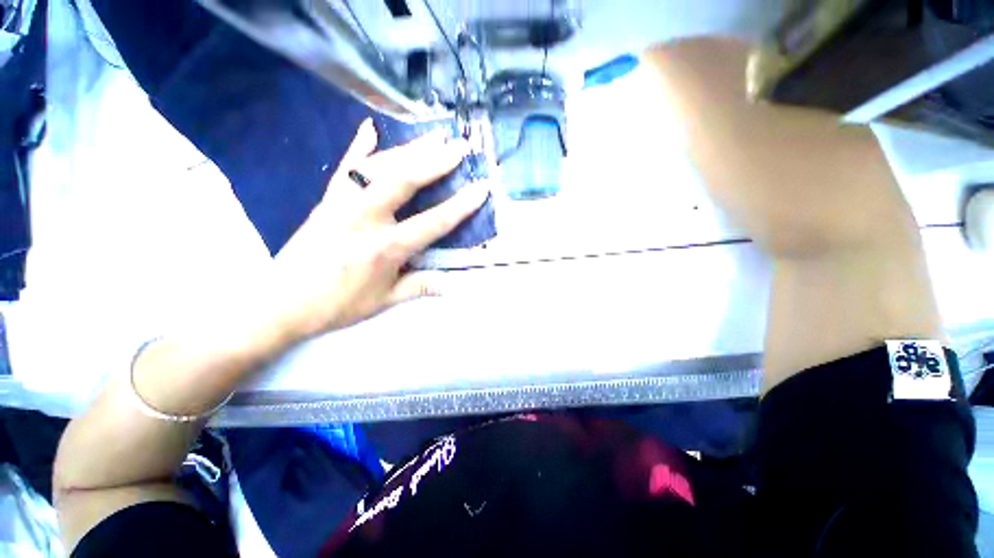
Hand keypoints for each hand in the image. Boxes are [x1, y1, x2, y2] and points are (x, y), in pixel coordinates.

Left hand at [272, 119, 489, 338]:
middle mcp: (365, 218)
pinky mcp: (326, 200)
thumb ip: (423, 286)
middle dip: (435, 162)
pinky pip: (344, 167)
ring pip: (378, 167)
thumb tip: (459, 287)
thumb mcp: (386, 300)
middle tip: (459, 146)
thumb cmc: (338, 304)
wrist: (281, 303)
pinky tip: (370, 127)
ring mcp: (342, 204)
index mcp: (385, 247)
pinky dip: (358, 146)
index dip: (460, 206)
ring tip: (433, 136)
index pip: (432, 222)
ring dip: (409, 149)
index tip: (481, 187)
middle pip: (404, 181)